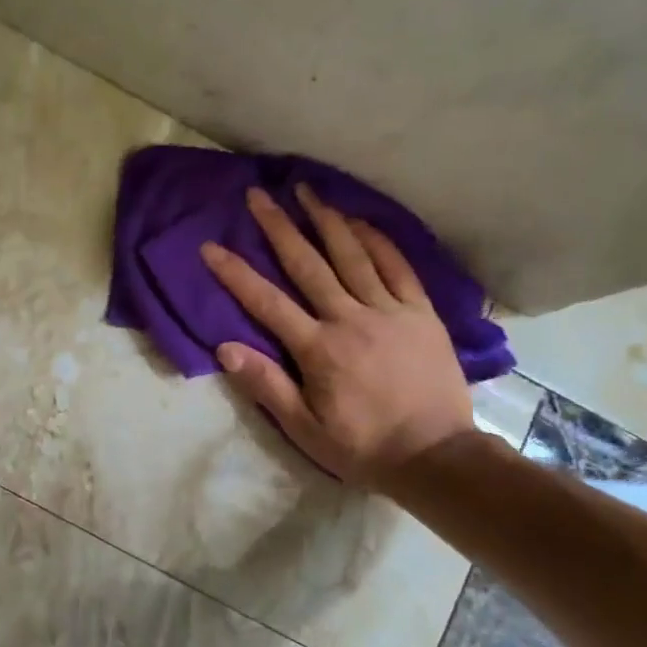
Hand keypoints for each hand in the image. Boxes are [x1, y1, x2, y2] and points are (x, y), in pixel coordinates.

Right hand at [201, 184, 475, 487]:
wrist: (435, 456)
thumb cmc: (362, 447)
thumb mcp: (304, 428)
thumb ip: (266, 385)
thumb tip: (225, 348)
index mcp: (319, 349)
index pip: (267, 302)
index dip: (236, 273)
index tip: (211, 247)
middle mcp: (351, 319)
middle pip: (308, 264)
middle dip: (279, 227)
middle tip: (259, 195)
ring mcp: (390, 311)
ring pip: (353, 255)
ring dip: (326, 220)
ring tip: (306, 190)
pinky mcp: (421, 313)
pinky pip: (398, 267)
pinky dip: (378, 240)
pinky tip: (360, 221)